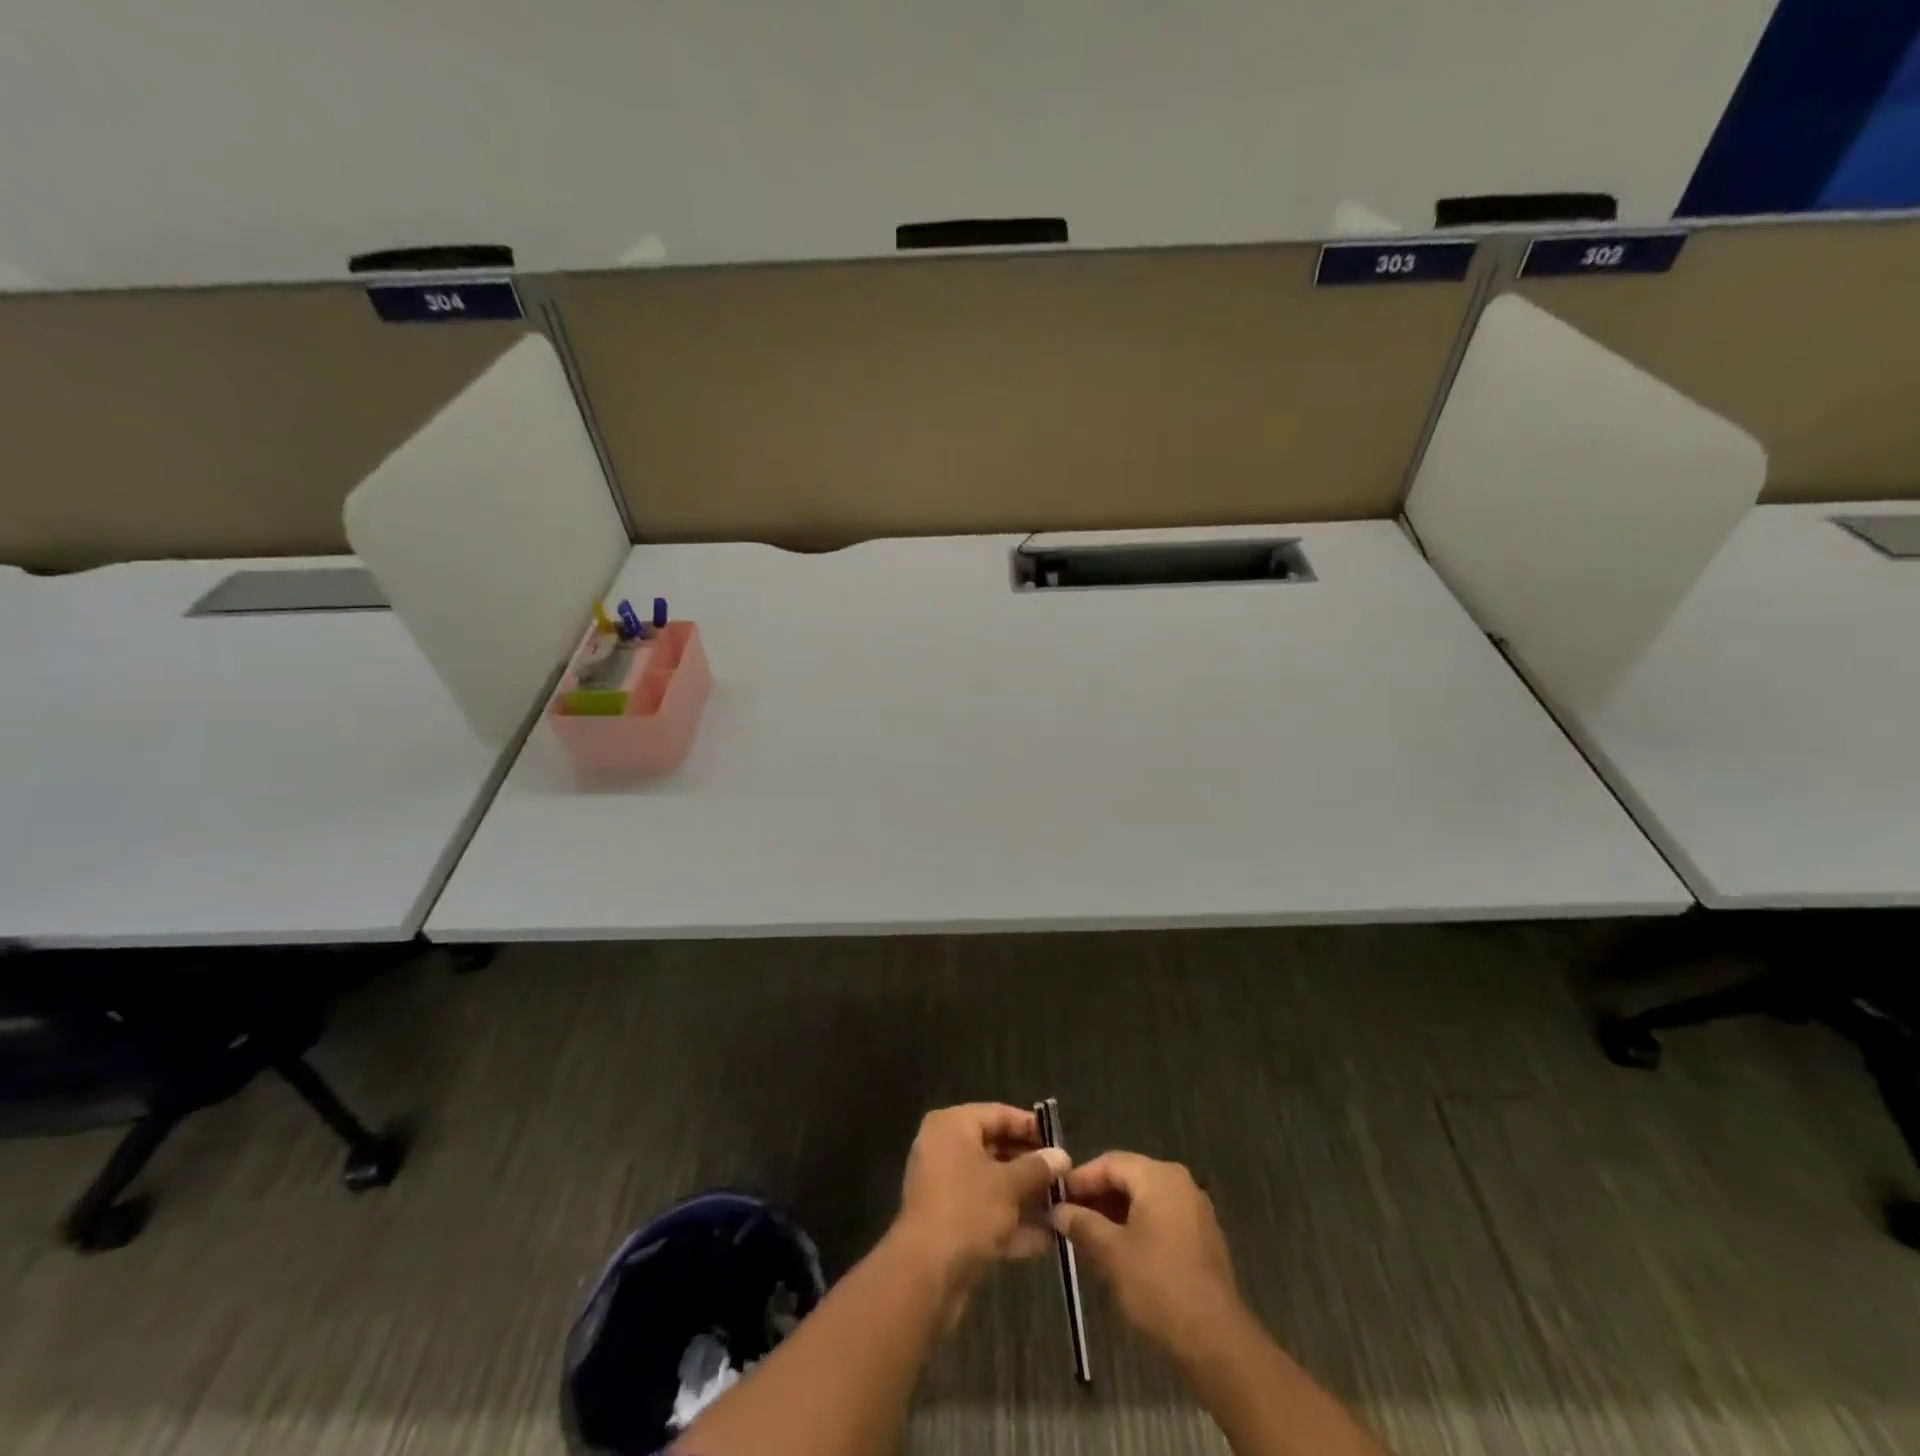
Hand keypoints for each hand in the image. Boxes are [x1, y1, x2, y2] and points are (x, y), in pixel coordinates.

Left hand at [894, 1104, 1069, 1293]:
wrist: (925, 1273)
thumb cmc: (968, 1210)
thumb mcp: (1009, 1184)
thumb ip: (1037, 1167)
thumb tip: (1061, 1155)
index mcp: (953, 1126)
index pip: (998, 1114)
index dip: (1031, 1128)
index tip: (1060, 1143)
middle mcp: (944, 1148)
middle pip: (995, 1149)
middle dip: (1030, 1167)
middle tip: (1063, 1178)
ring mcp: (943, 1187)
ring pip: (991, 1184)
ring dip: (1024, 1197)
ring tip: (1061, 1208)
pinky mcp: (946, 1222)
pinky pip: (983, 1212)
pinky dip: (1010, 1222)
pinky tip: (1045, 1240)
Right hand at [1053, 1151, 1243, 1361]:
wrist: (1216, 1340)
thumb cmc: (1158, 1285)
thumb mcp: (1111, 1253)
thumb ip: (1082, 1224)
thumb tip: (1058, 1210)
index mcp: (1158, 1176)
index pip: (1110, 1162)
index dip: (1080, 1179)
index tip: (1056, 1198)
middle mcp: (1179, 1182)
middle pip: (1128, 1177)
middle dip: (1097, 1197)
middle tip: (1069, 1218)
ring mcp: (1194, 1209)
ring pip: (1144, 1199)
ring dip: (1115, 1213)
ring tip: (1088, 1237)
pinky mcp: (1202, 1237)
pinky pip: (1161, 1217)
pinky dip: (1137, 1226)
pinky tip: (1119, 1251)